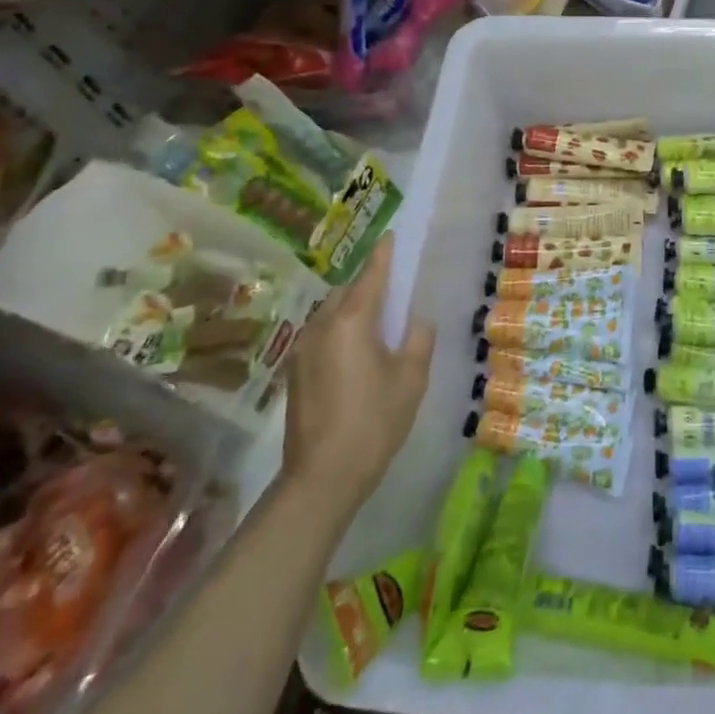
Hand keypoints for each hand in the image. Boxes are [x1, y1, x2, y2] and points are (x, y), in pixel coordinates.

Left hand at [282, 233, 433, 502]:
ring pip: (330, 313)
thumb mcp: (412, 379)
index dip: (384, 254)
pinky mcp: (296, 373)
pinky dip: (340, 330)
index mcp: (352, 321)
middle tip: (392, 291)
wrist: (322, 478)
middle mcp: (321, 327)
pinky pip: (322, 335)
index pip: (371, 276)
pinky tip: (356, 352)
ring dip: (352, 309)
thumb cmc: (374, 422)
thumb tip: (414, 322)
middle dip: (367, 285)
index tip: (391, 235)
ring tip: (377, 323)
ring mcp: (303, 350)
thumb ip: (418, 340)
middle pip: (346, 292)